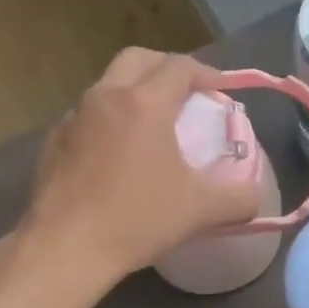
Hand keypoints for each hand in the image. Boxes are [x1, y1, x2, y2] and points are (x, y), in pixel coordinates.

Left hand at [21, 48, 265, 286]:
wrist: (64, 249)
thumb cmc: (136, 219)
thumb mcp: (201, 210)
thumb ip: (239, 199)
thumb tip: (256, 197)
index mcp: (145, 103)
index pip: (180, 66)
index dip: (206, 72)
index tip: (220, 90)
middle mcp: (106, 97)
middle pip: (138, 58)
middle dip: (166, 67)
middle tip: (186, 93)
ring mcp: (73, 117)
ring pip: (108, 84)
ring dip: (134, 90)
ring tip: (151, 122)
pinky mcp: (52, 141)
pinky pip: (86, 114)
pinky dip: (107, 118)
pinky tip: (115, 152)